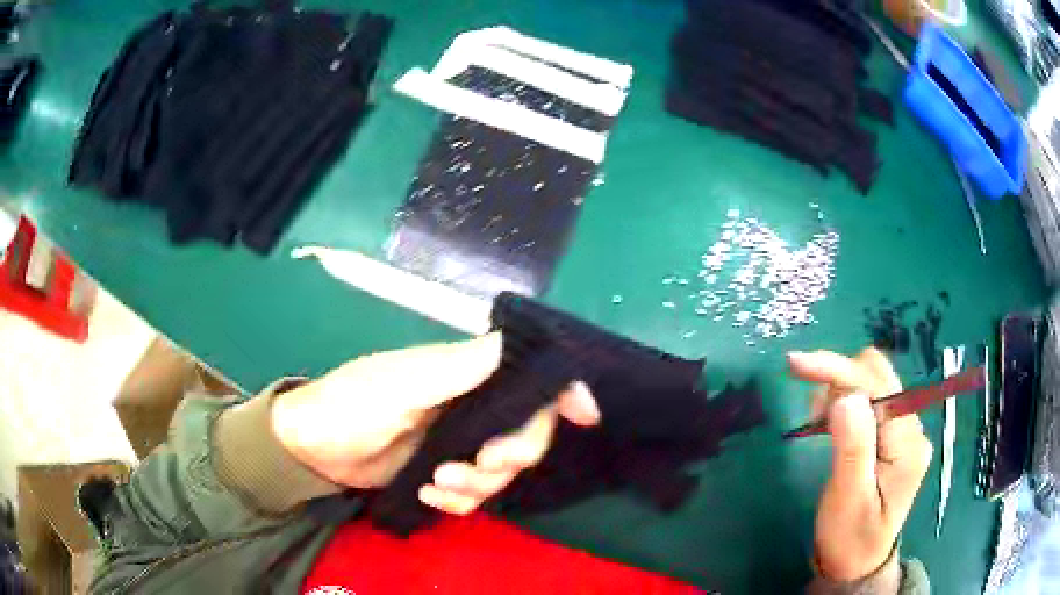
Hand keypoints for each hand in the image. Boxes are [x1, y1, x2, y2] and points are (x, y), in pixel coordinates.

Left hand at [271, 333, 600, 514]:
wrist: (312, 448)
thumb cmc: (350, 405)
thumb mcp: (400, 383)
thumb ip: (457, 367)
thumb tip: (515, 340)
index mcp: (464, 375)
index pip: (527, 377)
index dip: (561, 392)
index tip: (585, 415)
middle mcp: (469, 407)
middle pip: (525, 433)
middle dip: (512, 455)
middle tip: (481, 466)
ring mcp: (456, 443)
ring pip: (500, 472)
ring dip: (477, 485)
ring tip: (438, 483)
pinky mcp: (442, 473)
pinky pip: (473, 495)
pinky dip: (458, 501)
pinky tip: (429, 495)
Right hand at [788, 348, 932, 581]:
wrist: (856, 565)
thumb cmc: (849, 538)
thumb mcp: (848, 500)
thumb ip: (852, 447)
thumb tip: (845, 396)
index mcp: (907, 443)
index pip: (877, 386)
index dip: (838, 371)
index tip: (796, 366)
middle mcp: (912, 427)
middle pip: (878, 375)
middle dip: (839, 380)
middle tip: (811, 413)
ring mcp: (904, 429)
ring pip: (872, 381)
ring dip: (840, 390)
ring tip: (818, 423)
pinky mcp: (892, 434)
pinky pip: (869, 399)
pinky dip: (844, 401)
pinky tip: (829, 423)